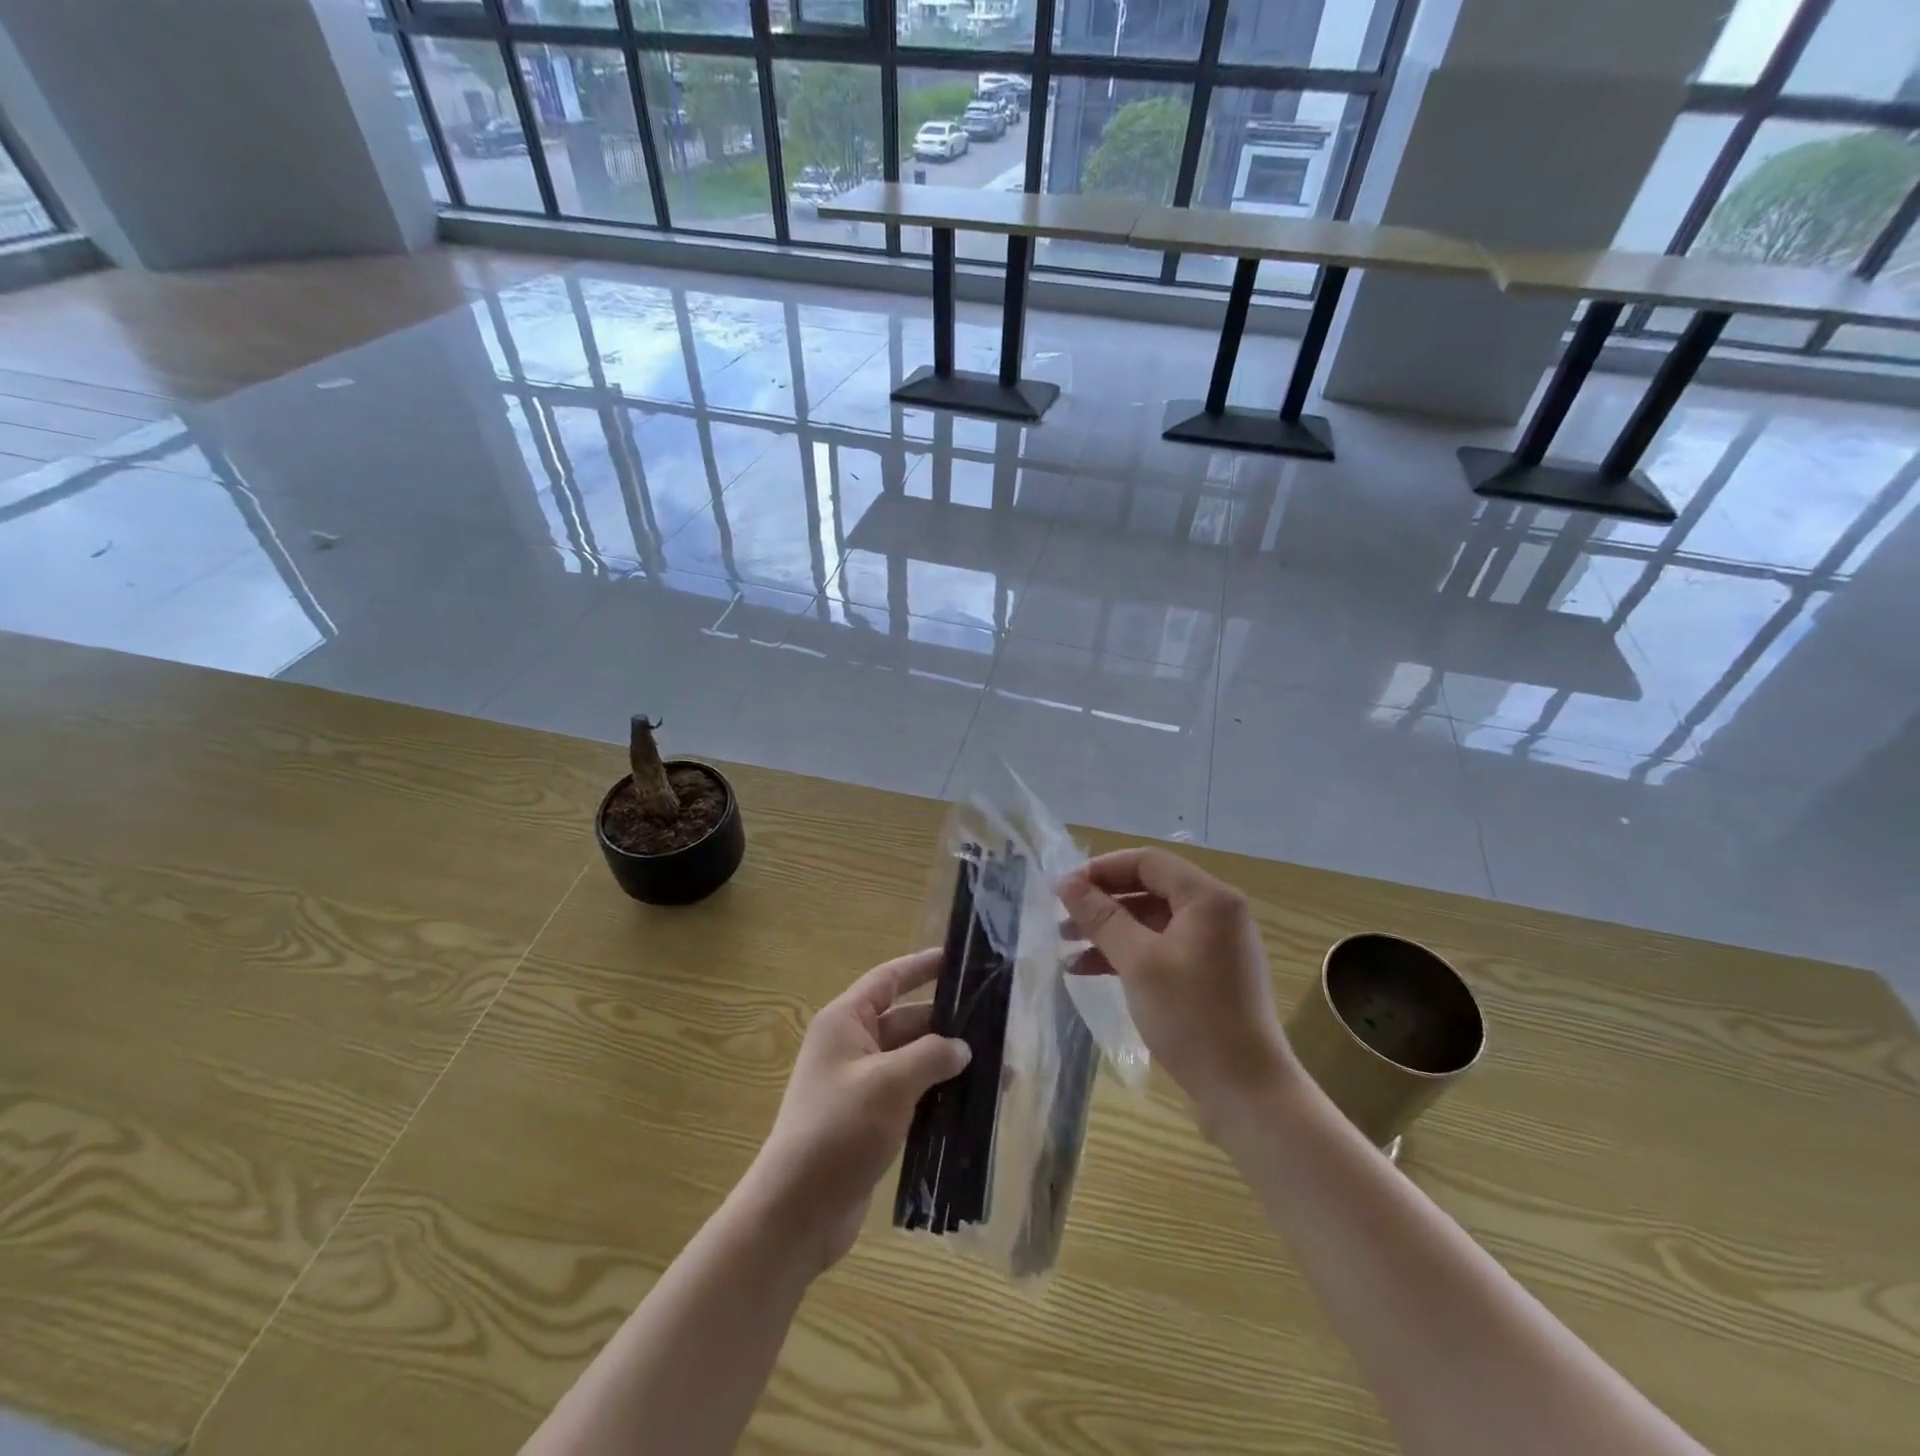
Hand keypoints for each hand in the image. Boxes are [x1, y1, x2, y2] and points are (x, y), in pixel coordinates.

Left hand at [741, 949, 969, 1272]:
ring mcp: (861, 1085)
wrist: (797, 1213)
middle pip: (907, 1021)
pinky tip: (974, 1104)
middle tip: (996, 1023)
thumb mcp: (890, 1084)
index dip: (922, 966)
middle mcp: (852, 1046)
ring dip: (948, 1063)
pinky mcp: (871, 1120)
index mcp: (846, 1022)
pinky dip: (938, 1095)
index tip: (959, 959)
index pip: (888, 979)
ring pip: (913, 1061)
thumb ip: (931, 1056)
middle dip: (947, 1024)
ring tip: (998, 1067)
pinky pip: (911, 1094)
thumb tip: (962, 1048)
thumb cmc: (838, 1131)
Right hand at [1058, 848, 1290, 1131]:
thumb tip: (1066, 883)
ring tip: (1067, 947)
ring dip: (1110, 930)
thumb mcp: (1138, 961)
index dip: (1101, 869)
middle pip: (1150, 889)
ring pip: (1153, 921)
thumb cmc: (1192, 1017)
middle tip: (1061, 918)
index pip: (1147, 862)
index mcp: (1208, 898)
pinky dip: (1129, 954)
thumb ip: (1101, 916)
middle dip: (1103, 902)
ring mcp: (1216, 946)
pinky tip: (1091, 971)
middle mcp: (1217, 913)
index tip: (1063, 889)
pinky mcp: (1211, 976)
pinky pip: (1163, 949)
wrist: (1247, 1094)